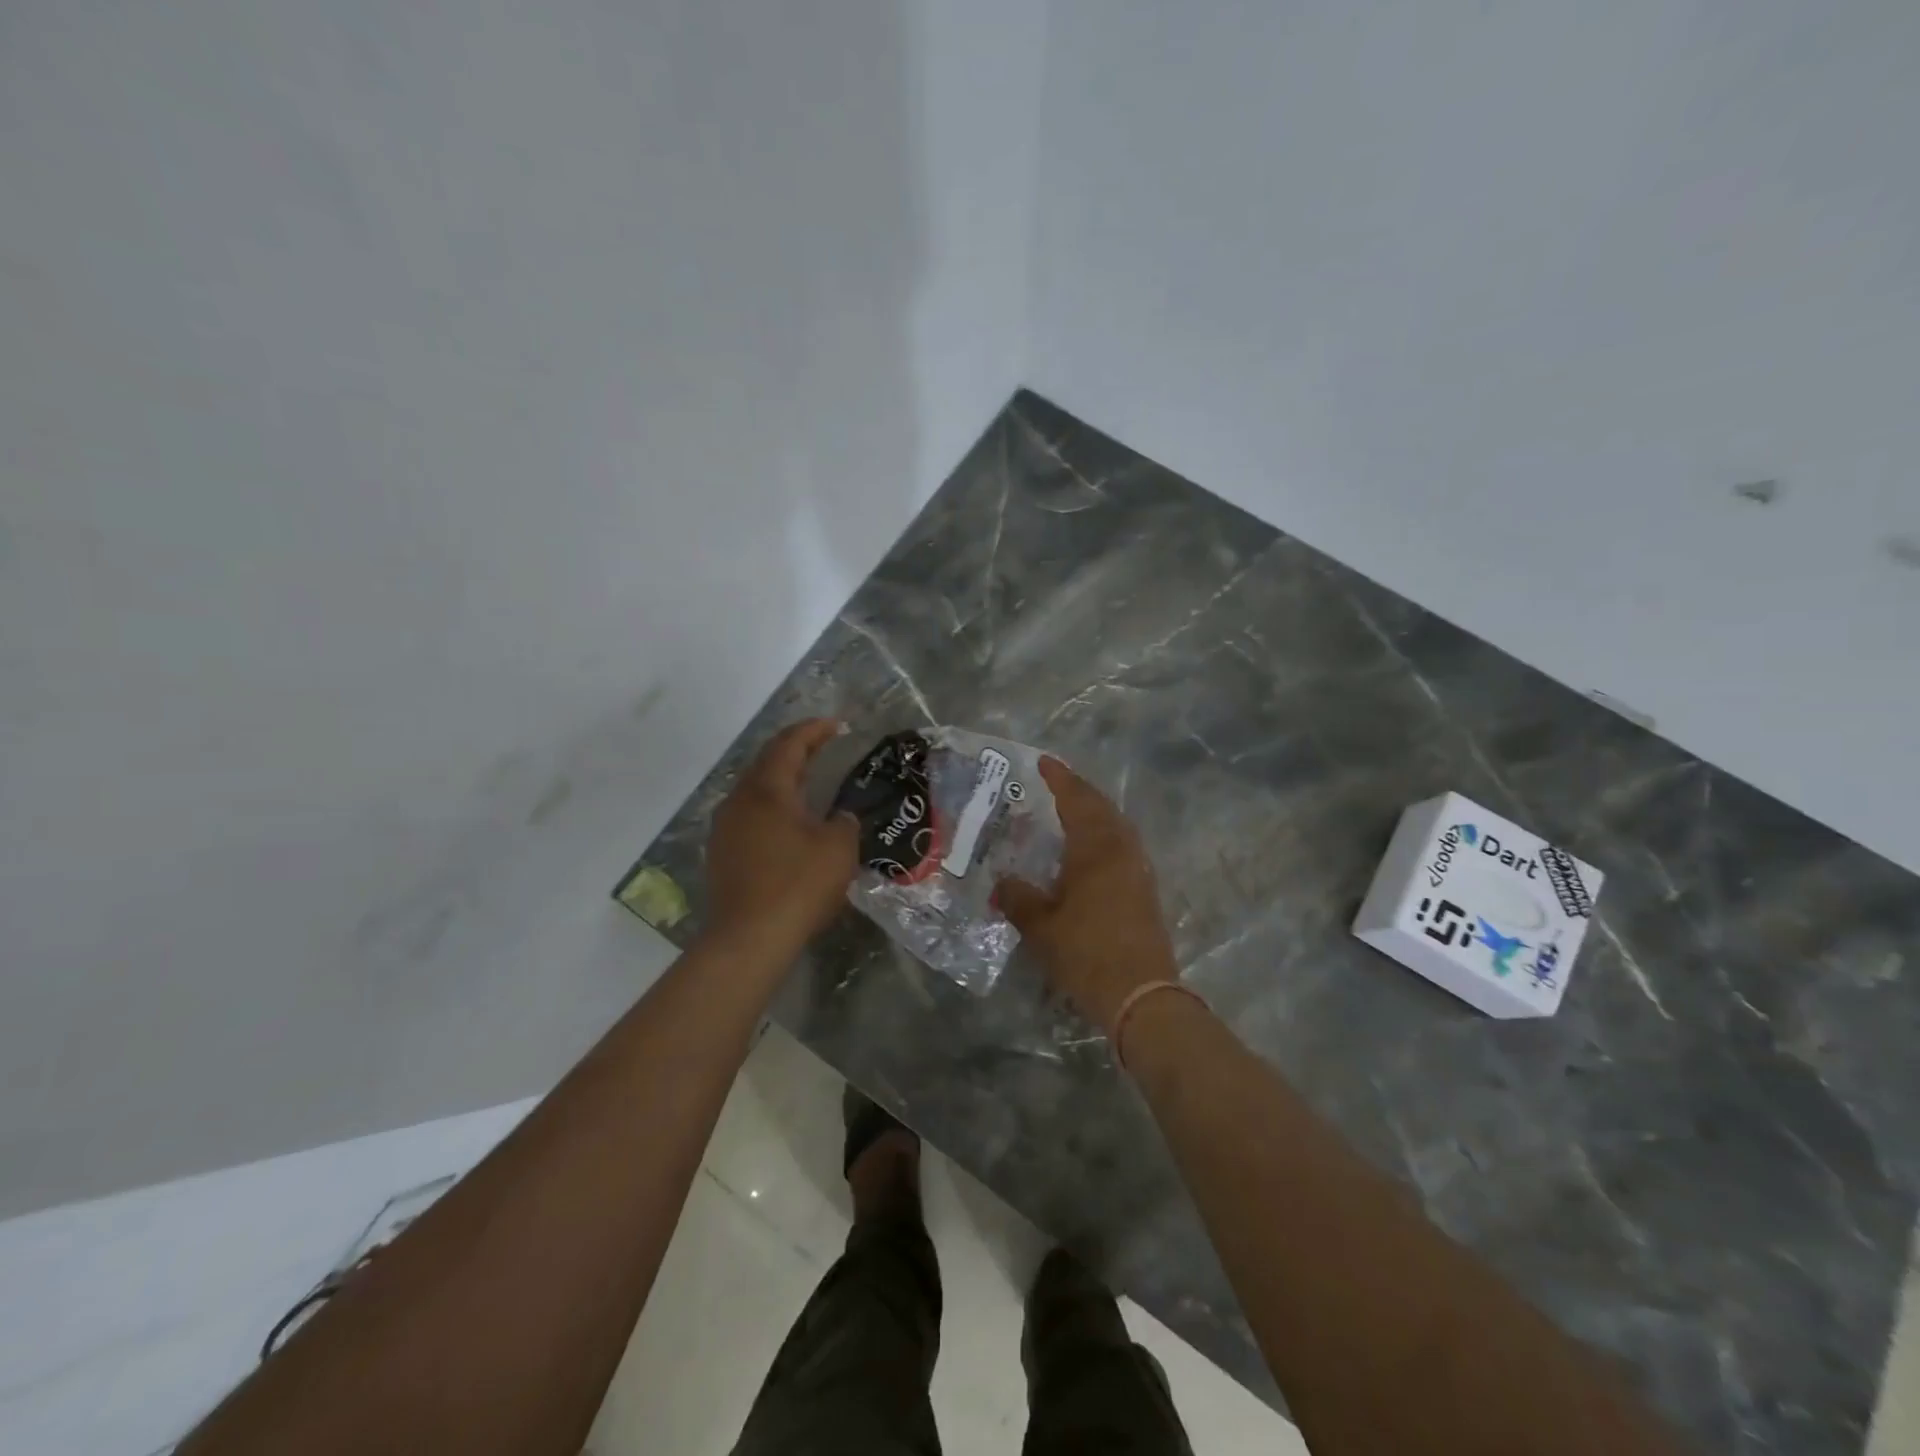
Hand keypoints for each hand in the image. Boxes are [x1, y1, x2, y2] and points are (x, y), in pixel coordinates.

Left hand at [704, 719, 859, 958]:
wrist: (748, 940)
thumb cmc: (797, 885)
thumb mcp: (838, 849)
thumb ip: (844, 823)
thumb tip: (838, 818)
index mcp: (766, 790)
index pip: (789, 745)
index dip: (813, 730)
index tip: (836, 725)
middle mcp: (739, 801)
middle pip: (767, 763)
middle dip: (796, 751)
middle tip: (824, 748)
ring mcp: (725, 829)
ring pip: (755, 792)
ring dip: (782, 781)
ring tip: (809, 785)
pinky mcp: (721, 855)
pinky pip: (749, 817)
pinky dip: (772, 809)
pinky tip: (789, 825)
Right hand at [997, 758, 1179, 1030]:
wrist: (1141, 994)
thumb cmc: (1086, 952)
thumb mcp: (1041, 926)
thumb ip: (1018, 898)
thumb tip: (1003, 883)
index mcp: (1095, 848)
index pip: (1076, 800)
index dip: (1060, 779)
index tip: (1044, 763)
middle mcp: (1121, 850)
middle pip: (1101, 808)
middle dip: (1079, 792)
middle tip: (1055, 784)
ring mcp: (1138, 870)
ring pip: (1116, 827)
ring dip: (1094, 813)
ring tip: (1070, 813)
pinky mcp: (1145, 891)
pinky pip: (1122, 847)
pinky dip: (1103, 837)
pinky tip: (1088, 853)